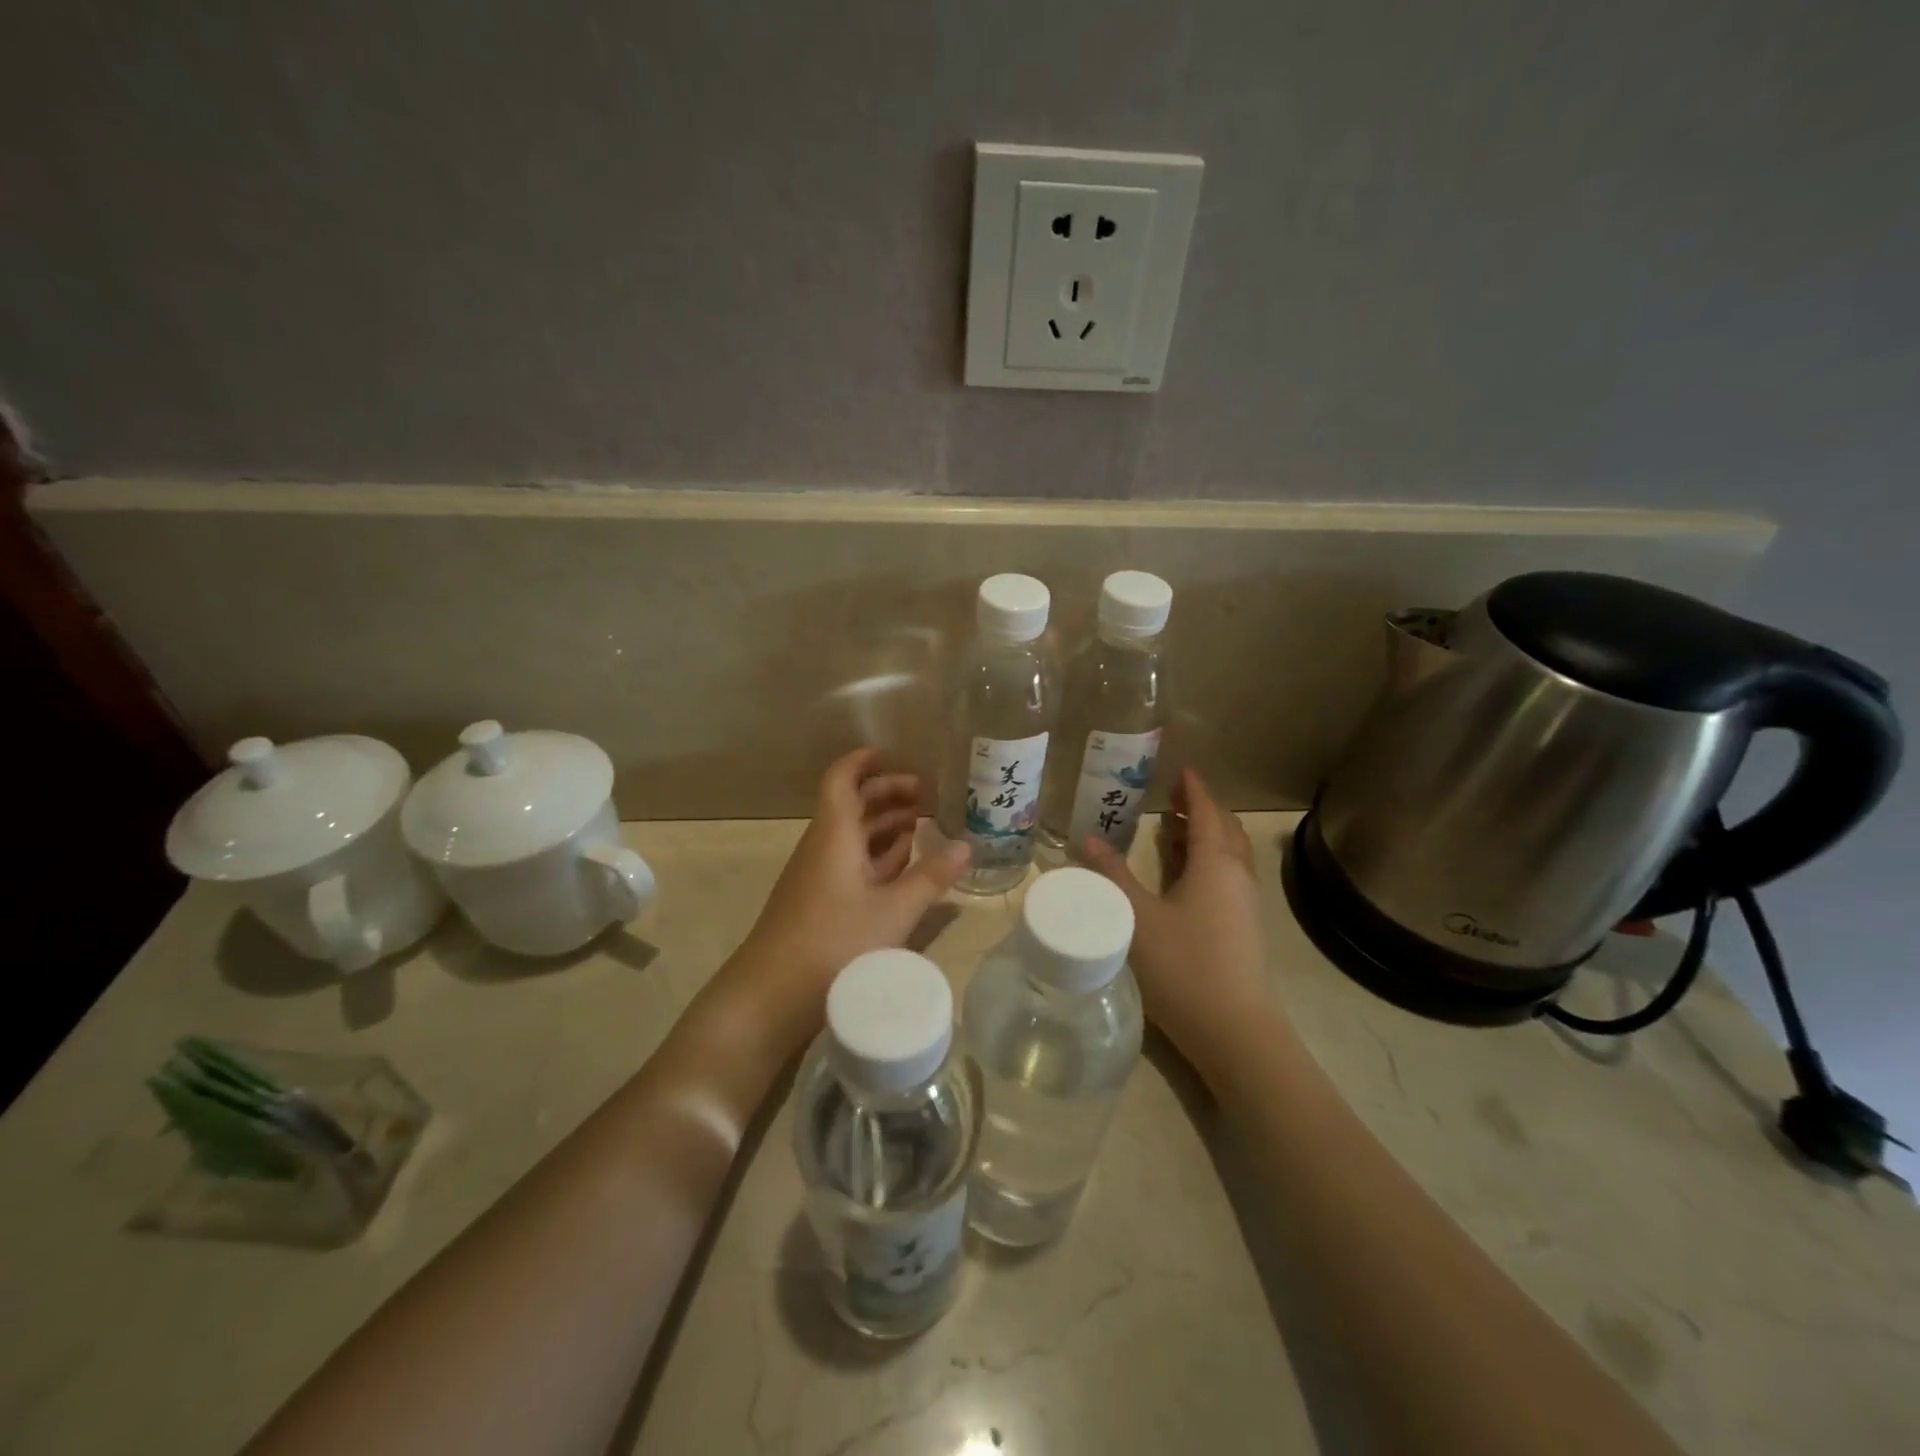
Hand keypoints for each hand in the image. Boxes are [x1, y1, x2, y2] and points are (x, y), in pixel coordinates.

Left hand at [721, 748, 968, 1052]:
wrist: (770, 996)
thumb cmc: (834, 942)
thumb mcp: (894, 911)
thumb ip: (931, 877)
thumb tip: (967, 846)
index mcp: (835, 833)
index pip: (842, 778)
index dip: (866, 761)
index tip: (898, 753)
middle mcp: (823, 845)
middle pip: (852, 804)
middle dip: (888, 793)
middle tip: (929, 795)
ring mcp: (819, 874)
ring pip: (853, 835)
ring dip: (886, 825)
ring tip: (925, 824)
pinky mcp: (820, 901)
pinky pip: (851, 862)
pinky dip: (878, 855)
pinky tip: (904, 865)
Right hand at [1082, 769, 1271, 1064]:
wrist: (1234, 1030)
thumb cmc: (1184, 966)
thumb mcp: (1136, 917)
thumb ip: (1111, 876)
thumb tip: (1085, 839)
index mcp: (1215, 864)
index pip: (1207, 813)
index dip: (1194, 790)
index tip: (1181, 770)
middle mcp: (1237, 875)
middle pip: (1224, 829)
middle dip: (1201, 809)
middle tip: (1173, 797)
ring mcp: (1246, 903)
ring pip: (1229, 854)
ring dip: (1206, 835)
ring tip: (1173, 829)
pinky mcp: (1244, 927)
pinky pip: (1227, 876)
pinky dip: (1208, 861)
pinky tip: (1184, 876)